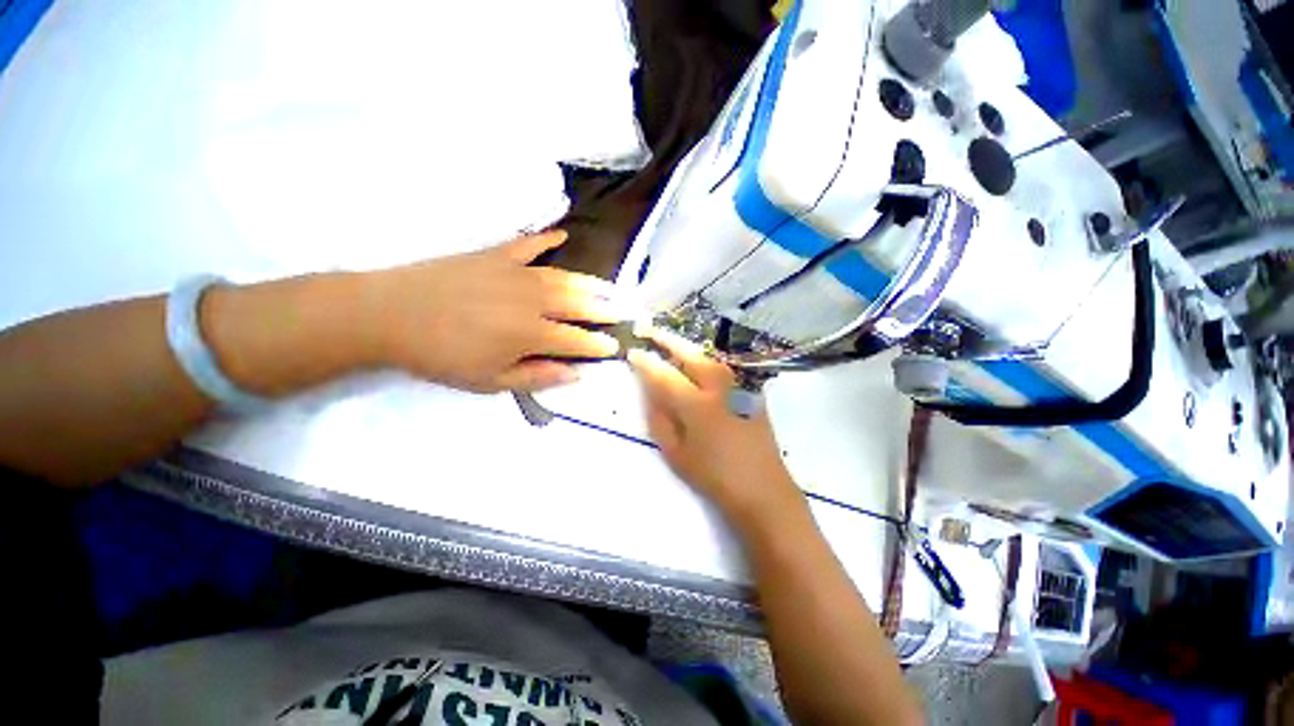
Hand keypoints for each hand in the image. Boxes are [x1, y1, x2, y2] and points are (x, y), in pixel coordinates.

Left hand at [365, 230, 620, 392]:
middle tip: (621, 312)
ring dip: (588, 282)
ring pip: (563, 277)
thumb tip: (576, 375)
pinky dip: (546, 238)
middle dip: (603, 310)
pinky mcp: (494, 254)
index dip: (598, 344)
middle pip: (577, 304)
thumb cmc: (442, 356)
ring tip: (608, 286)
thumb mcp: (490, 381)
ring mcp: (514, 273)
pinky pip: (527, 244)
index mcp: (530, 334)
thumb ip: (537, 377)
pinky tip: (562, 235)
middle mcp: (531, 301)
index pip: (577, 340)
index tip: (615, 346)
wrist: (390, 314)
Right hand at [627, 328, 803, 525]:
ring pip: (708, 355)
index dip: (646, 362)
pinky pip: (722, 365)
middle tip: (649, 330)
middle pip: (689, 354)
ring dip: (687, 345)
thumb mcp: (675, 453)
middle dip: (667, 340)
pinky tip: (696, 359)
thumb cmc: (713, 476)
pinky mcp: (751, 390)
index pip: (664, 374)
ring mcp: (738, 385)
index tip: (632, 352)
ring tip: (670, 341)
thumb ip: (659, 417)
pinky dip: (705, 357)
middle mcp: (719, 387)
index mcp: (697, 405)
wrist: (763, 489)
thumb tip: (649, 389)